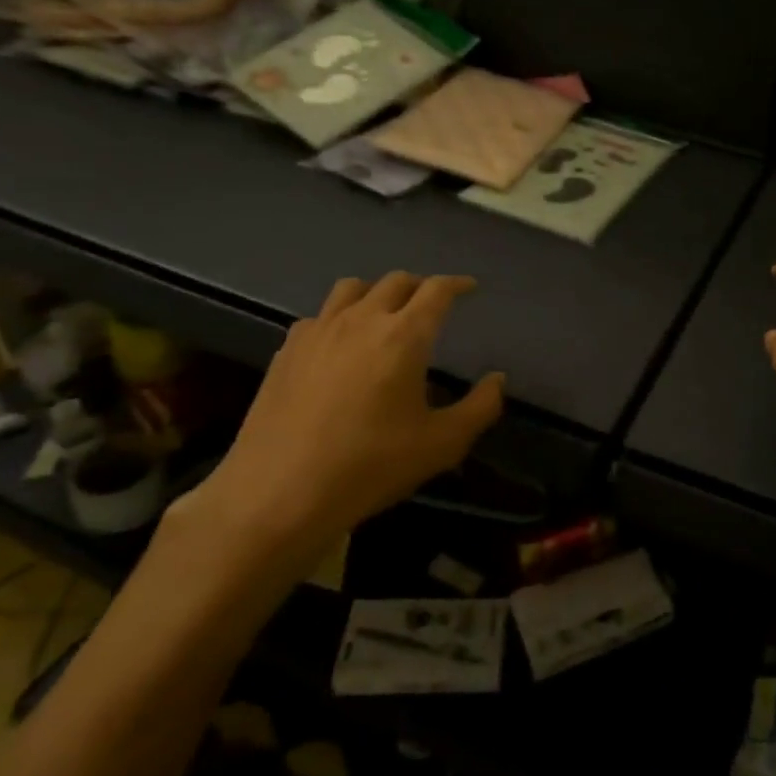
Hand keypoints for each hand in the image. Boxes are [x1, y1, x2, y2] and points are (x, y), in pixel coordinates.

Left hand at [177, 273, 503, 575]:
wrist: (278, 493)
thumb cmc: (369, 467)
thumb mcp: (441, 445)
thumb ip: (480, 408)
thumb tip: (497, 379)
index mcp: (404, 336)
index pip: (437, 290)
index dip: (457, 284)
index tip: (469, 288)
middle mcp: (362, 320)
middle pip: (396, 281)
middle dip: (421, 286)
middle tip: (432, 304)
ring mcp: (319, 331)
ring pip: (353, 288)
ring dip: (378, 292)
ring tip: (386, 314)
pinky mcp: (287, 350)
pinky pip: (320, 315)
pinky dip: (340, 317)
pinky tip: (341, 345)